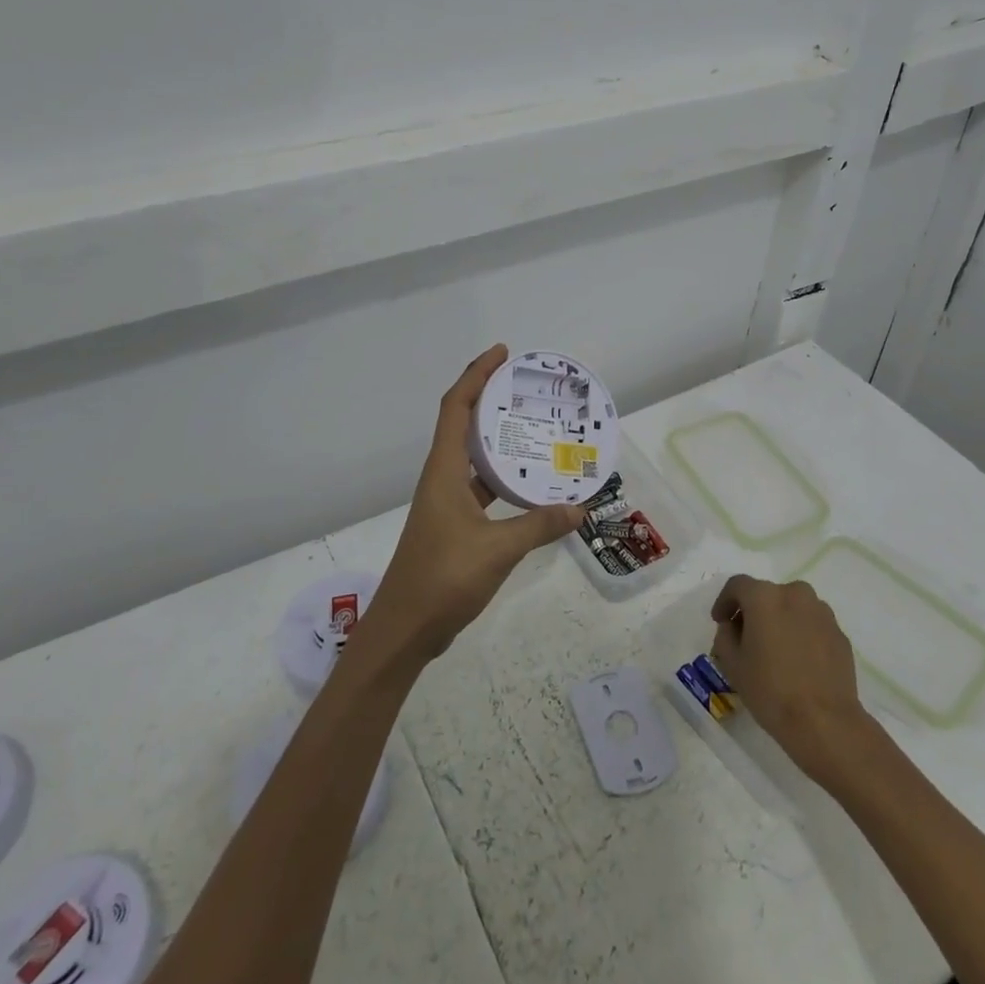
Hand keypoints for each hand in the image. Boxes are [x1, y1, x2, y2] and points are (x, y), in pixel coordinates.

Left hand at [358, 345, 585, 668]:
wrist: (405, 630)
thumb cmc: (443, 578)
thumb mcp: (498, 549)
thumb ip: (539, 525)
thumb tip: (579, 508)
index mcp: (444, 472)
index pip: (456, 407)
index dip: (475, 375)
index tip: (501, 353)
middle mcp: (442, 479)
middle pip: (464, 425)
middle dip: (491, 400)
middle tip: (528, 388)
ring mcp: (447, 504)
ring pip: (474, 458)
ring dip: (499, 440)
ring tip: (536, 429)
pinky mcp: (455, 526)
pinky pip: (482, 488)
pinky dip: (504, 480)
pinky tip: (532, 486)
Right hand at [710, 574, 871, 783]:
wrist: (824, 722)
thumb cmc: (770, 690)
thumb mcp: (732, 664)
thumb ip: (725, 636)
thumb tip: (734, 627)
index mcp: (765, 597)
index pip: (737, 585)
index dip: (724, 601)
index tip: (720, 621)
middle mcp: (795, 594)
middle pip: (767, 594)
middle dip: (753, 611)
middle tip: (746, 638)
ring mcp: (822, 612)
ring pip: (792, 607)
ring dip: (779, 620)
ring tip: (775, 650)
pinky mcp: (839, 633)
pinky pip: (812, 625)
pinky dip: (801, 634)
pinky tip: (798, 662)